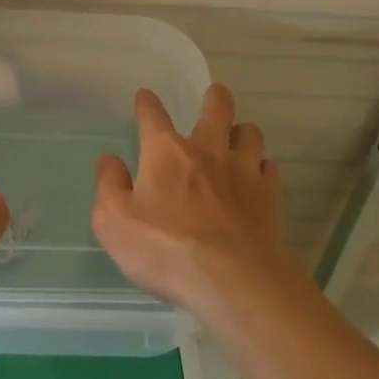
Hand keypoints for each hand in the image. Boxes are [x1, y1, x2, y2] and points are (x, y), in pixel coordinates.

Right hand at [91, 84, 297, 320]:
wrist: (232, 281)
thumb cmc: (165, 250)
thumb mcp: (114, 222)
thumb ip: (109, 186)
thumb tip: (109, 160)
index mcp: (165, 152)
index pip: (153, 115)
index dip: (147, 103)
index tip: (145, 97)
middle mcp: (206, 150)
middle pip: (217, 107)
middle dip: (215, 98)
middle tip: (213, 98)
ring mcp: (243, 170)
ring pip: (250, 133)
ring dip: (242, 133)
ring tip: (236, 141)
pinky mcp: (269, 195)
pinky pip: (269, 167)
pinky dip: (261, 169)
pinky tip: (256, 180)